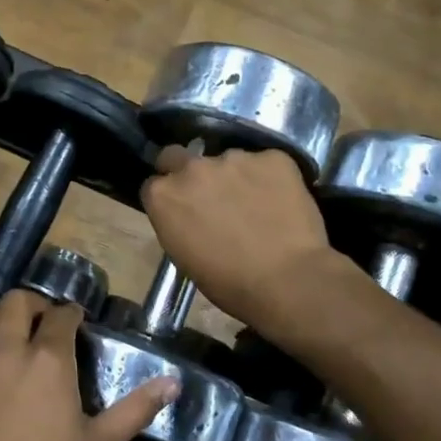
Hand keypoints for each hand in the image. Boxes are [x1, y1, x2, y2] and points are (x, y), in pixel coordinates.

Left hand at [0, 291, 175, 440]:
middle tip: (52, 325)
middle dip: (36, 304)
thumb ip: (136, 409)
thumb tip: (173, 383)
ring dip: (9, 318)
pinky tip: (5, 376)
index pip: (61, 315)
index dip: (73, 313)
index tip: (81, 322)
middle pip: (16, 302)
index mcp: (48, 361)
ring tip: (27, 342)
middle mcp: (9, 352)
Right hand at [140, 145, 343, 334]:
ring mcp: (234, 157)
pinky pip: (266, 163)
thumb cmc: (228, 282)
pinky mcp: (272, 157)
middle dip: (187, 171)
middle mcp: (192, 168)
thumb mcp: (184, 256)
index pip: (154, 184)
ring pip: (227, 161)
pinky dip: (269, 178)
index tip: (182, 211)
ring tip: (255, 205)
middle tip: (209, 197)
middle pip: (179, 157)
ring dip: (233, 177)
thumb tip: (189, 215)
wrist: (286, 280)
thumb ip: (178, 223)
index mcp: (163, 195)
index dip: (169, 197)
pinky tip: (280, 202)